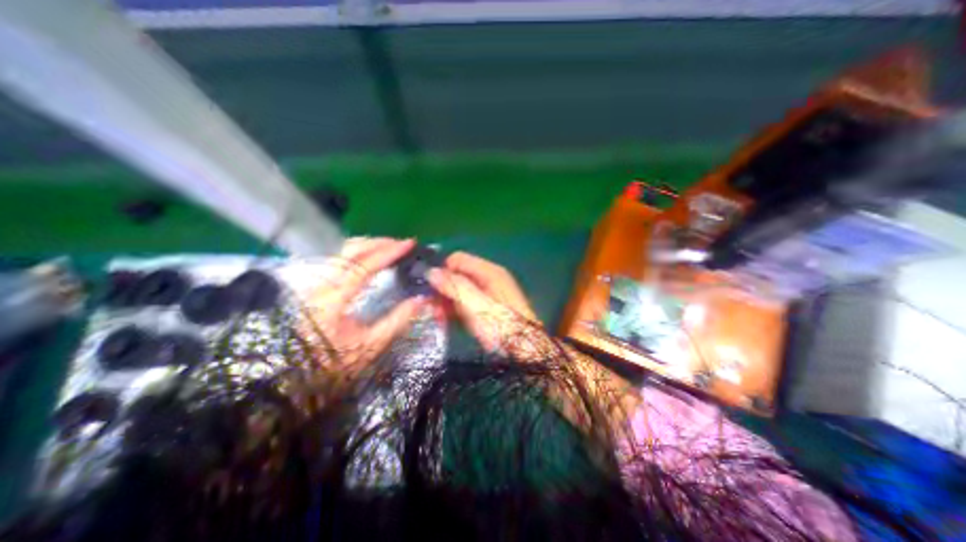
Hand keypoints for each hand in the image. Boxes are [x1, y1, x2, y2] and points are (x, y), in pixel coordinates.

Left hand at [300, 239, 422, 373]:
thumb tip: (421, 300)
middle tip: (402, 243)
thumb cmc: (331, 364)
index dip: (389, 252)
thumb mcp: (369, 346)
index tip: (409, 244)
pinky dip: (358, 253)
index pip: (364, 265)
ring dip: (368, 245)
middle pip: (350, 250)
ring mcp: (316, 283)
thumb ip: (397, 321)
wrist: (290, 379)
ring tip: (389, 248)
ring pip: (342, 252)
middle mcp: (322, 284)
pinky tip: (369, 258)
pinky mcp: (315, 287)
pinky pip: (339, 260)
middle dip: (379, 242)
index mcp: (334, 298)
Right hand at [423, 252, 541, 357]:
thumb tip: (431, 271)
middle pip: (458, 275)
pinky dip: (455, 310)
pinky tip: (446, 321)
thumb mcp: (477, 306)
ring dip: (446, 302)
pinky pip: (465, 302)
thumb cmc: (502, 328)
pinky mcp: (486, 308)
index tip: (428, 288)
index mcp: (489, 272)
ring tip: (435, 317)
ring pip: (460, 290)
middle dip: (442, 289)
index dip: (442, 270)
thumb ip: (455, 287)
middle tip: (429, 308)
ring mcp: (488, 294)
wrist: (526, 352)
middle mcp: (489, 278)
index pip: (457, 259)